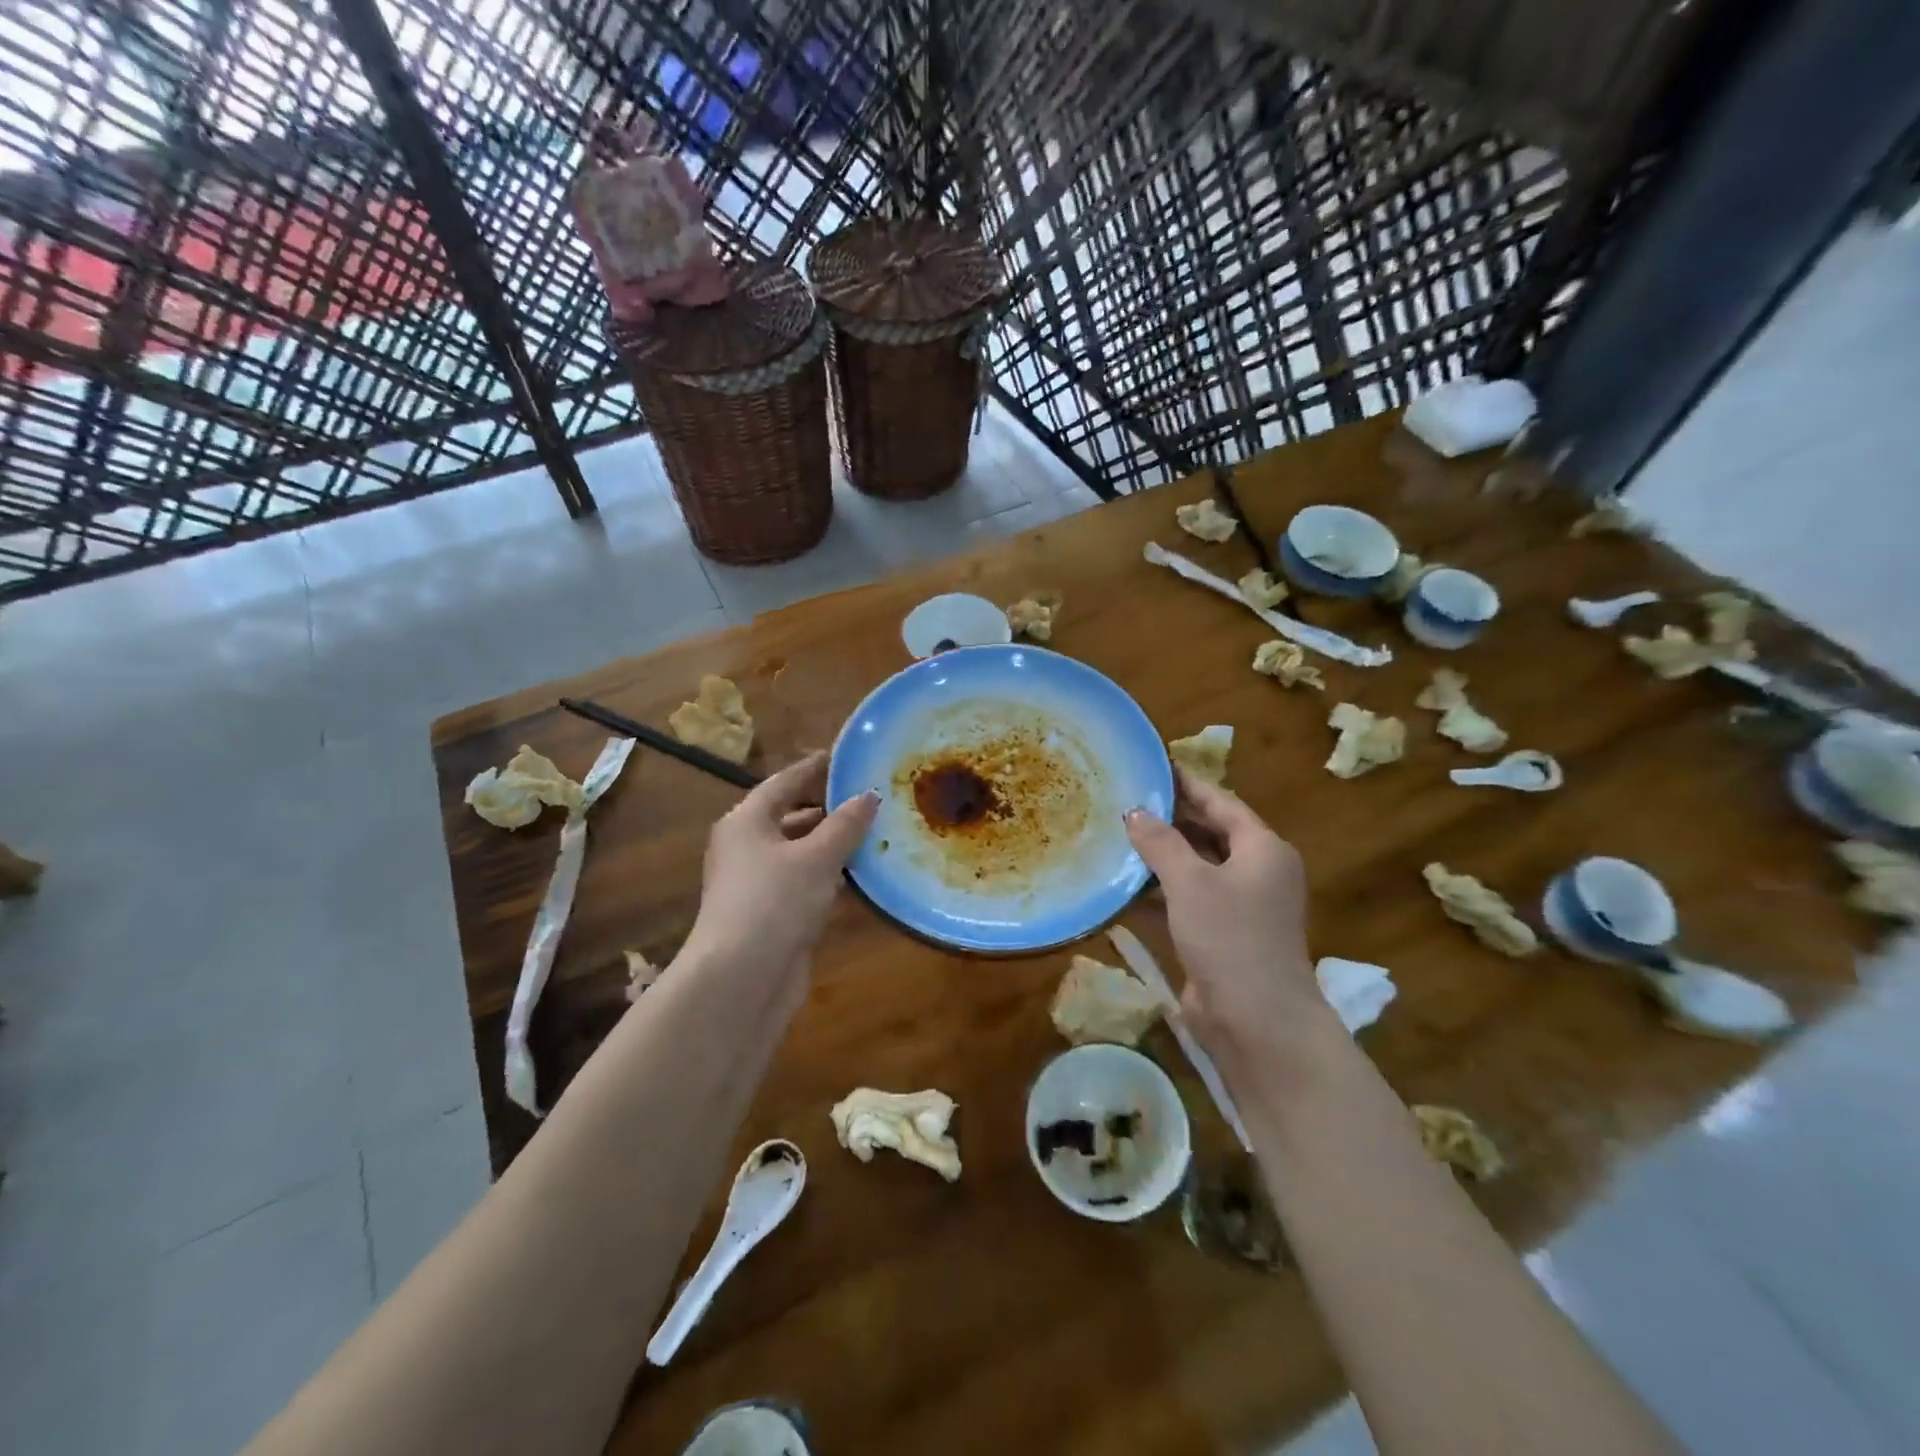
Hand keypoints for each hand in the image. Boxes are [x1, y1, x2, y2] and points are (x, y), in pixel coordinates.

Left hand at [680, 752, 878, 988]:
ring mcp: (757, 884)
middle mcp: (746, 848)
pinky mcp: (771, 916)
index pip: (784, 783)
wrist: (741, 979)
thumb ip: (845, 824)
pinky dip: (830, 877)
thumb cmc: (775, 902)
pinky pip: (804, 884)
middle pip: (791, 818)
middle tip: (869, 798)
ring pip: (800, 854)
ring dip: (833, 846)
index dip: (813, 768)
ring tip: (875, 833)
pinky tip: (861, 877)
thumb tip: (868, 795)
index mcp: (746, 822)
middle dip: (829, 810)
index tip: (841, 756)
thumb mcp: (817, 857)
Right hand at [1124, 768, 1319, 1051]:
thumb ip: (1161, 843)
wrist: (1257, 1021)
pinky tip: (1124, 884)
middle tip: (1125, 798)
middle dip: (1169, 818)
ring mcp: (1240, 906)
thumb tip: (1135, 812)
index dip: (1187, 784)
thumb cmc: (1230, 937)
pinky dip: (1161, 890)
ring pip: (1196, 868)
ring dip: (1161, 855)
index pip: (1221, 802)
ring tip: (1117, 834)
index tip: (1152, 765)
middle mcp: (1256, 872)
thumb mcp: (1191, 882)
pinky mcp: (1221, 935)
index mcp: (1263, 849)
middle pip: (1209, 833)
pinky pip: (1188, 900)